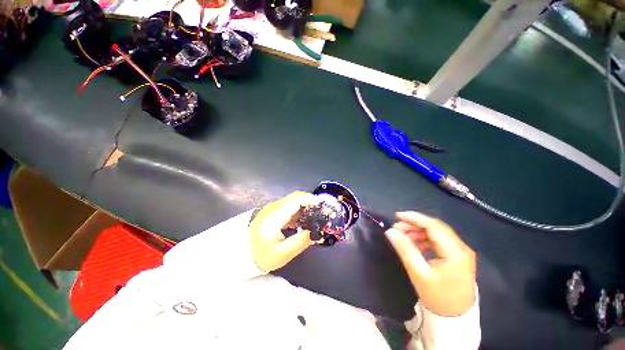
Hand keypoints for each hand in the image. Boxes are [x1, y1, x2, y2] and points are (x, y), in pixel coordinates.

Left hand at [249, 191, 319, 272]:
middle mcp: (273, 207)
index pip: (296, 199)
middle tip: (322, 212)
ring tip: (316, 216)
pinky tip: (303, 220)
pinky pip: (288, 206)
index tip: (323, 206)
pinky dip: (298, 209)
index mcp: (275, 215)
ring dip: (305, 205)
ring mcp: (272, 208)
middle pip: (295, 197)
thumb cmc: (260, 255)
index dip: (311, 200)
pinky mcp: (272, 211)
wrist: (239, 254)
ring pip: (292, 200)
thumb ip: (301, 242)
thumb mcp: (282, 254)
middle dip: (310, 201)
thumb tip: (317, 233)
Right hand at [385, 212, 476, 316]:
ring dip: (418, 232)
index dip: (414, 218)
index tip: (397, 216)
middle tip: (397, 228)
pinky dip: (425, 240)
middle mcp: (461, 248)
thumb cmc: (438, 297)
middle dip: (414, 225)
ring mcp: (461, 252)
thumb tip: (390, 231)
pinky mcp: (457, 256)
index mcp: (456, 252)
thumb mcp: (418, 273)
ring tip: (403, 236)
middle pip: (436, 228)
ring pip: (436, 233)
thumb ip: (404, 249)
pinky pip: (438, 241)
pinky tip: (414, 245)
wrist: (456, 318)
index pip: (434, 226)